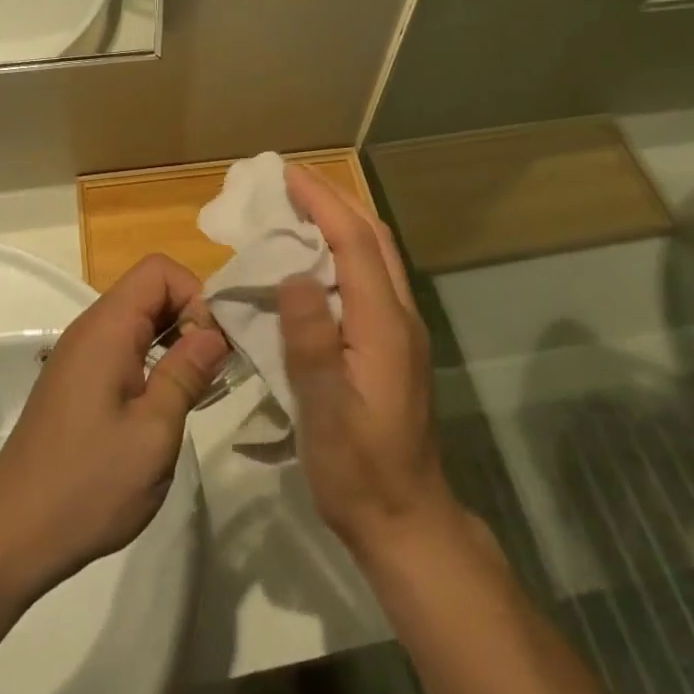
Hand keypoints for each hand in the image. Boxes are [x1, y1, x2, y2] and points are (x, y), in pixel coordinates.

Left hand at [0, 254, 229, 597]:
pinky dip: (153, 361)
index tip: (212, 346)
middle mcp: (90, 330)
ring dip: (174, 342)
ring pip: (139, 321)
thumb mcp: (154, 432)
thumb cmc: (89, 484)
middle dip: (190, 317)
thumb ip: (186, 373)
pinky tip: (165, 405)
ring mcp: (80, 357)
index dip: (195, 295)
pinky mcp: (77, 382)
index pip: (159, 270)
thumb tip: (215, 332)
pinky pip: (123, 348)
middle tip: (214, 370)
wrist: (12, 537)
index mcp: (106, 329)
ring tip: (197, 389)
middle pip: (150, 290)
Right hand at [279, 166, 462, 559]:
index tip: (286, 174)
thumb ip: (311, 339)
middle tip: (291, 179)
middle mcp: (400, 316)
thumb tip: (293, 274)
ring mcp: (402, 330)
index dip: (322, 203)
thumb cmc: (359, 470)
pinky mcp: (395, 345)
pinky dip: (345, 249)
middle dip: (334, 199)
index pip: (354, 243)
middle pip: (373, 237)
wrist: (407, 519)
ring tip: (301, 206)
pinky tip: (317, 260)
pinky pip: (371, 277)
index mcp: (383, 324)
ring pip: (376, 255)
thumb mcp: (326, 410)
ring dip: (342, 220)